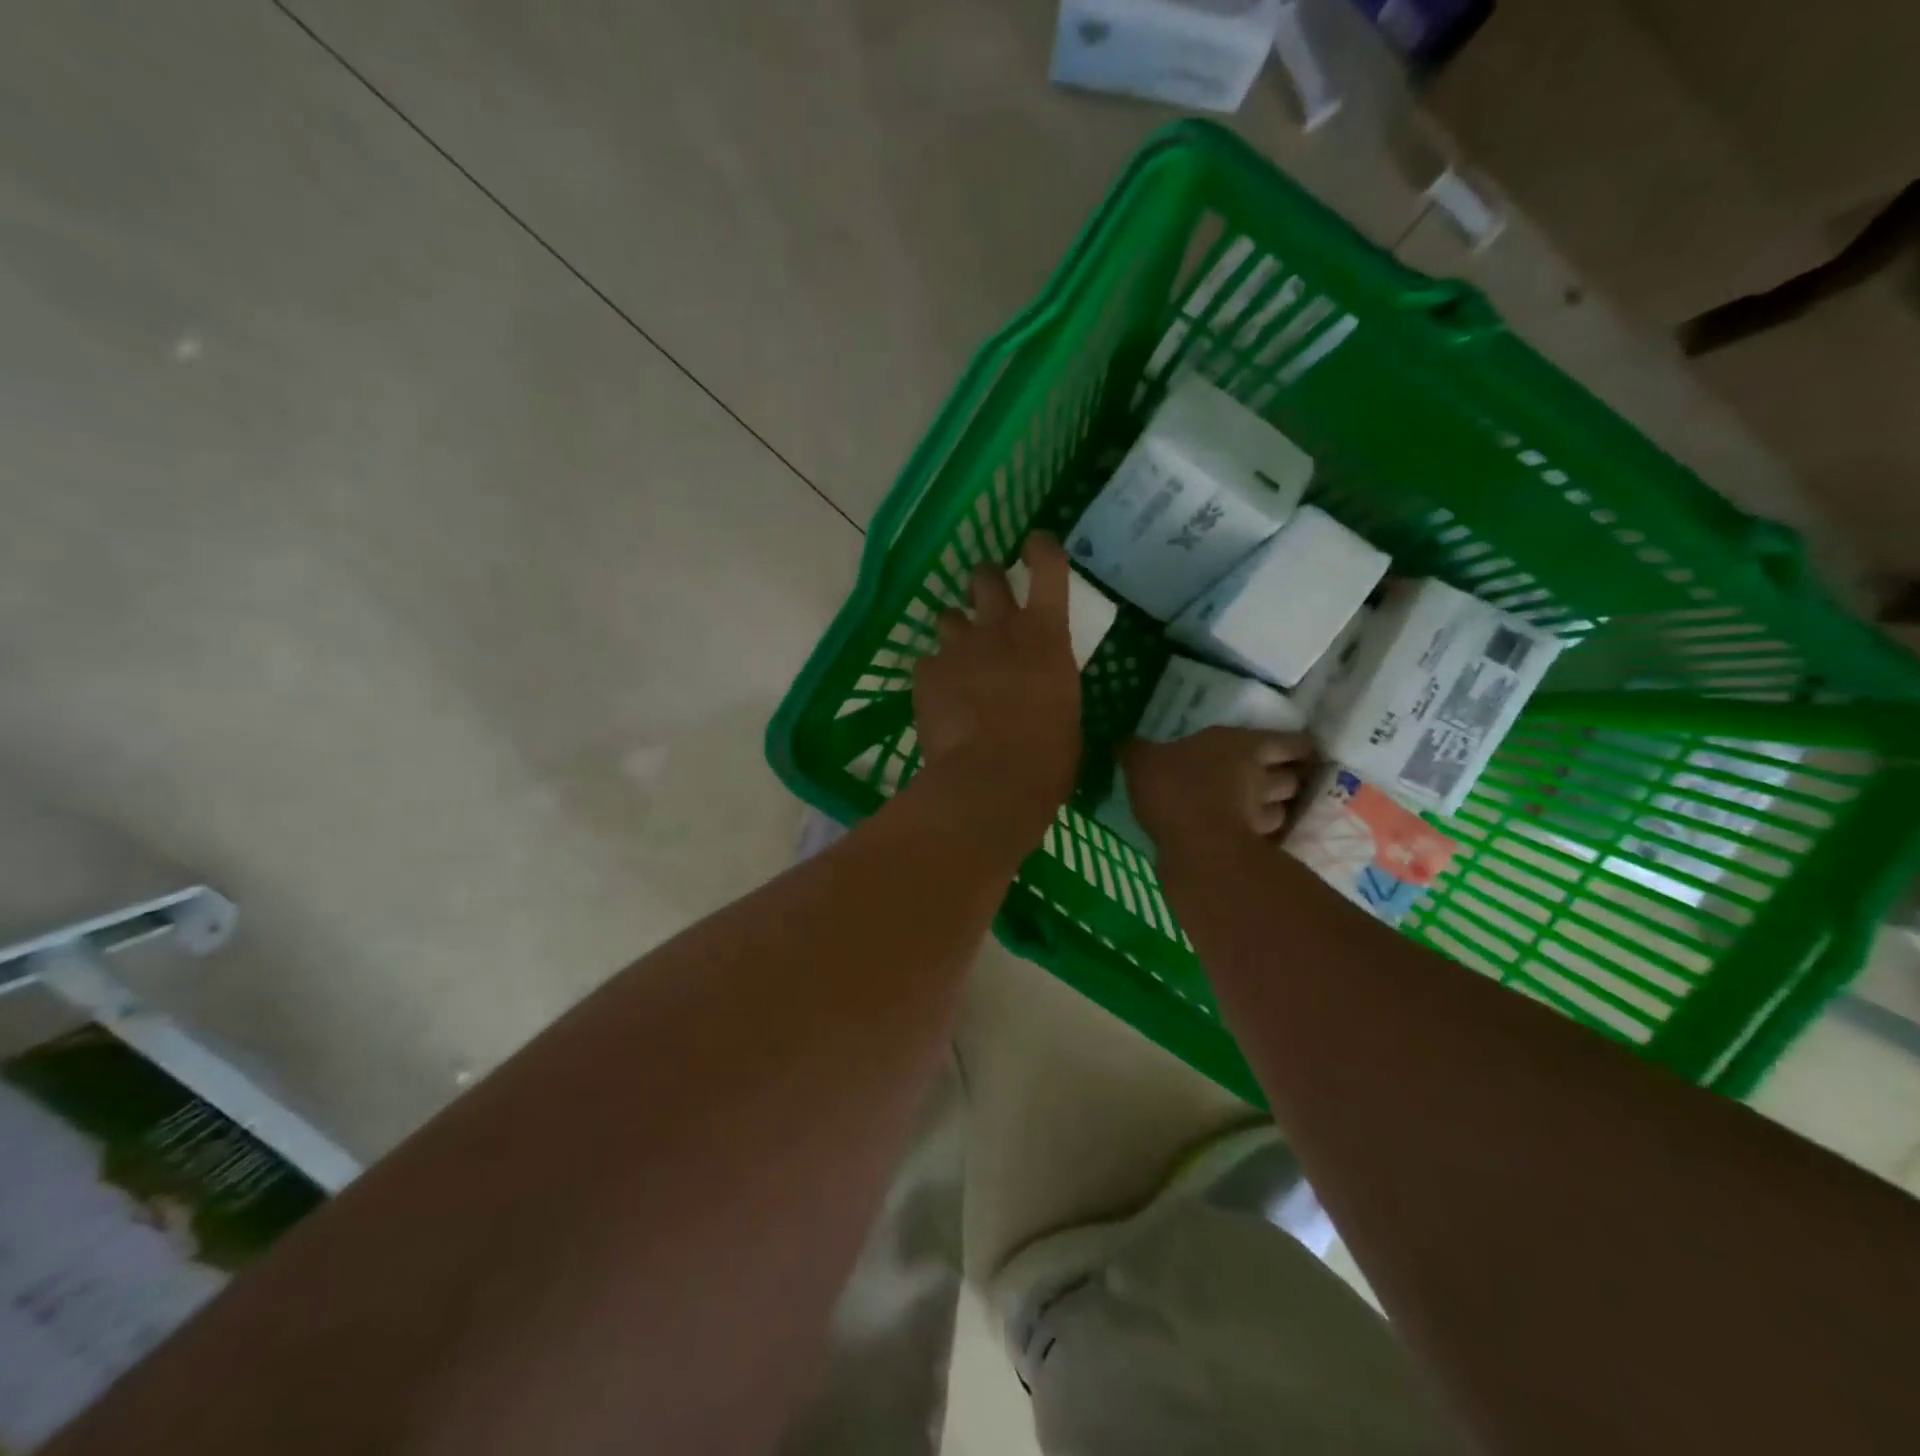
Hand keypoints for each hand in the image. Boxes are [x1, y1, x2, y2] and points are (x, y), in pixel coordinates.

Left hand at [912, 533, 1081, 834]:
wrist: (991, 781)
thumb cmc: (1047, 757)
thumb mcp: (1066, 712)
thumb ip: (1050, 685)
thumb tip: (1043, 691)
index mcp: (1047, 636)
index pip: (1048, 568)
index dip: (1041, 549)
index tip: (1035, 544)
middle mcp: (1001, 629)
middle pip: (986, 576)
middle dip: (985, 579)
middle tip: (986, 593)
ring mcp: (959, 648)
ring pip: (949, 616)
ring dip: (956, 629)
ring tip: (959, 657)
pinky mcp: (927, 673)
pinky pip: (928, 663)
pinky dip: (935, 675)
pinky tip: (940, 700)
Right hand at [1121, 728, 1314, 853]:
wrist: (1195, 845)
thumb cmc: (1174, 788)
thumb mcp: (1142, 761)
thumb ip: (1135, 751)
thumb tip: (1122, 742)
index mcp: (1241, 745)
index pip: (1289, 742)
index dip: (1296, 746)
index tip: (1296, 749)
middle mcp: (1260, 777)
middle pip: (1292, 776)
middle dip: (1289, 777)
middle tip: (1277, 778)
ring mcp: (1261, 814)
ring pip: (1283, 809)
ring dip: (1277, 808)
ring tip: (1262, 810)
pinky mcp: (1255, 847)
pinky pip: (1266, 838)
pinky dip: (1261, 836)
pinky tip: (1246, 838)